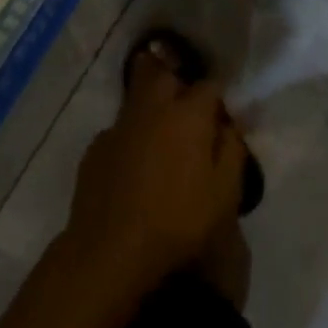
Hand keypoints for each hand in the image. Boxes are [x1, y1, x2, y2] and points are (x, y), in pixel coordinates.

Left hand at [65, 55, 246, 294]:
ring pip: (137, 98)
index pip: (210, 85)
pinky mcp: (95, 148)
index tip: (222, 117)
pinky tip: (133, 164)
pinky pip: (119, 130)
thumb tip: (230, 123)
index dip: (218, 97)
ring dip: (152, 106)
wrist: (109, 252)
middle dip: (177, 82)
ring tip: (161, 134)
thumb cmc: (177, 221)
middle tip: (187, 110)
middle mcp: (152, 108)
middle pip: (164, 74)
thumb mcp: (224, 192)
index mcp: (188, 114)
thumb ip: (232, 149)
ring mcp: (119, 126)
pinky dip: (130, 137)